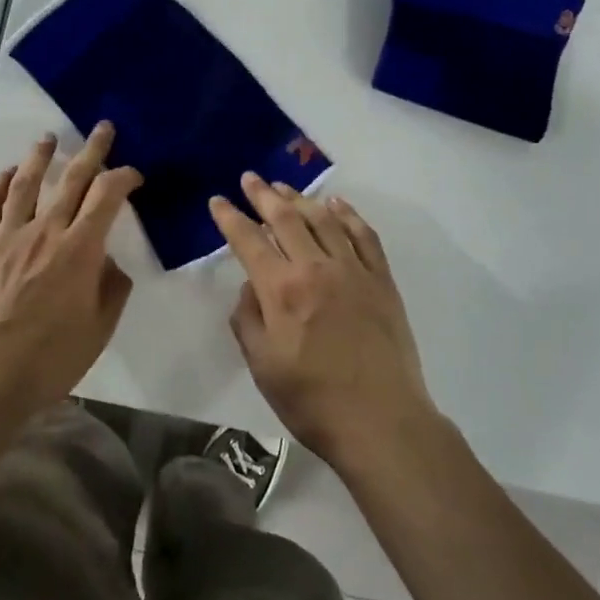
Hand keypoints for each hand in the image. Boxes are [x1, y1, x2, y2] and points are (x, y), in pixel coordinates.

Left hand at [0, 123, 140, 415]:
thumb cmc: (52, 358)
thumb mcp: (100, 328)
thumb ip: (111, 287)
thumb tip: (108, 261)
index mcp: (79, 250)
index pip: (107, 196)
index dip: (124, 177)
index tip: (134, 175)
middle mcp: (45, 232)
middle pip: (71, 179)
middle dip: (91, 149)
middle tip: (102, 128)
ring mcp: (8, 237)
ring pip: (26, 183)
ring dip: (40, 156)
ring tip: (48, 138)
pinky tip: (6, 174)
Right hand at [211, 175, 435, 474]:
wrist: (382, 422)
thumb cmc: (312, 400)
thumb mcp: (262, 366)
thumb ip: (247, 320)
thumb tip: (250, 286)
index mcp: (281, 290)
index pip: (248, 240)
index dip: (230, 217)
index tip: (218, 201)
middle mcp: (316, 268)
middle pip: (285, 218)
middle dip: (263, 195)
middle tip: (250, 178)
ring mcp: (352, 270)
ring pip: (323, 219)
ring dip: (300, 198)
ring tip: (283, 187)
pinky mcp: (381, 279)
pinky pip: (363, 235)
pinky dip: (348, 214)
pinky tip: (336, 204)